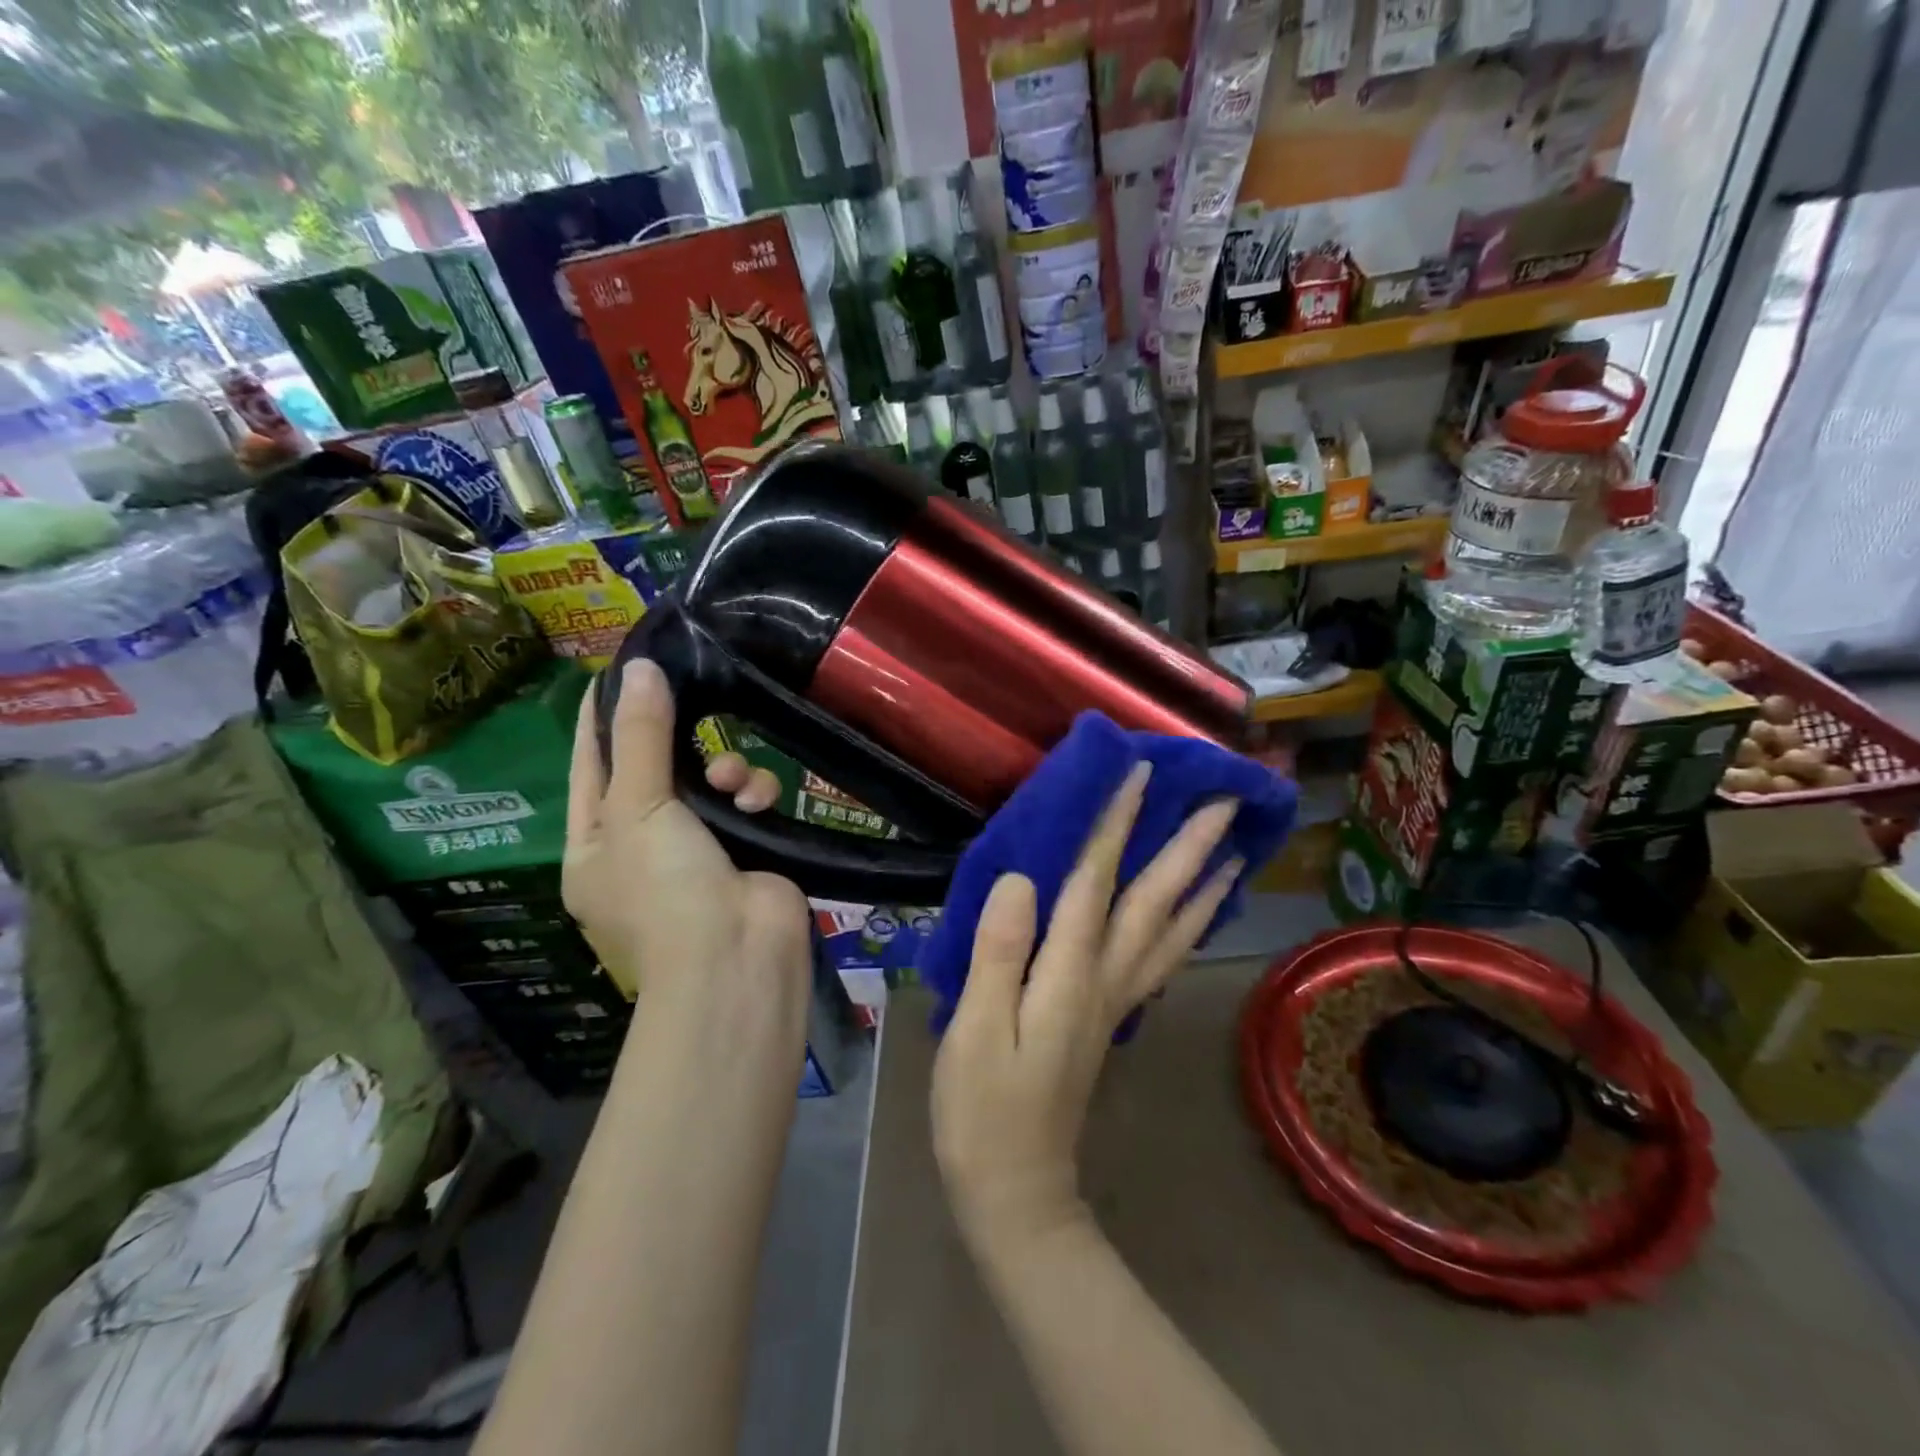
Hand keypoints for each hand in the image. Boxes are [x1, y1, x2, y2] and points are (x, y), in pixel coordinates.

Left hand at [564, 659, 811, 1024]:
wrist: (737, 957)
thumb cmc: (665, 887)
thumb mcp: (637, 807)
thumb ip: (639, 735)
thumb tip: (638, 667)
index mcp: (595, 843)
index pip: (591, 764)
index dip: (601, 717)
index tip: (620, 669)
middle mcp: (644, 845)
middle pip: (657, 767)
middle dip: (676, 738)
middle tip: (692, 696)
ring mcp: (699, 849)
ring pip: (710, 779)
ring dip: (725, 768)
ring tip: (734, 781)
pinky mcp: (749, 847)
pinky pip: (748, 800)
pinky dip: (754, 794)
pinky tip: (759, 802)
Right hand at [930, 762, 1242, 1247]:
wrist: (1017, 1190)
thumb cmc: (983, 1109)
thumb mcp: (974, 1029)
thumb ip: (999, 952)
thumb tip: (1021, 879)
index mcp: (1070, 974)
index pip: (1097, 882)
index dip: (1116, 824)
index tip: (1139, 773)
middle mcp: (1106, 980)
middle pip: (1154, 902)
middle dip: (1188, 847)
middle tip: (1225, 803)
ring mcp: (1115, 1001)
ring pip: (1171, 932)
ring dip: (1203, 887)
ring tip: (1233, 853)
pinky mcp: (1110, 1017)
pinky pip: (1161, 960)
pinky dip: (1187, 930)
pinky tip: (1195, 916)